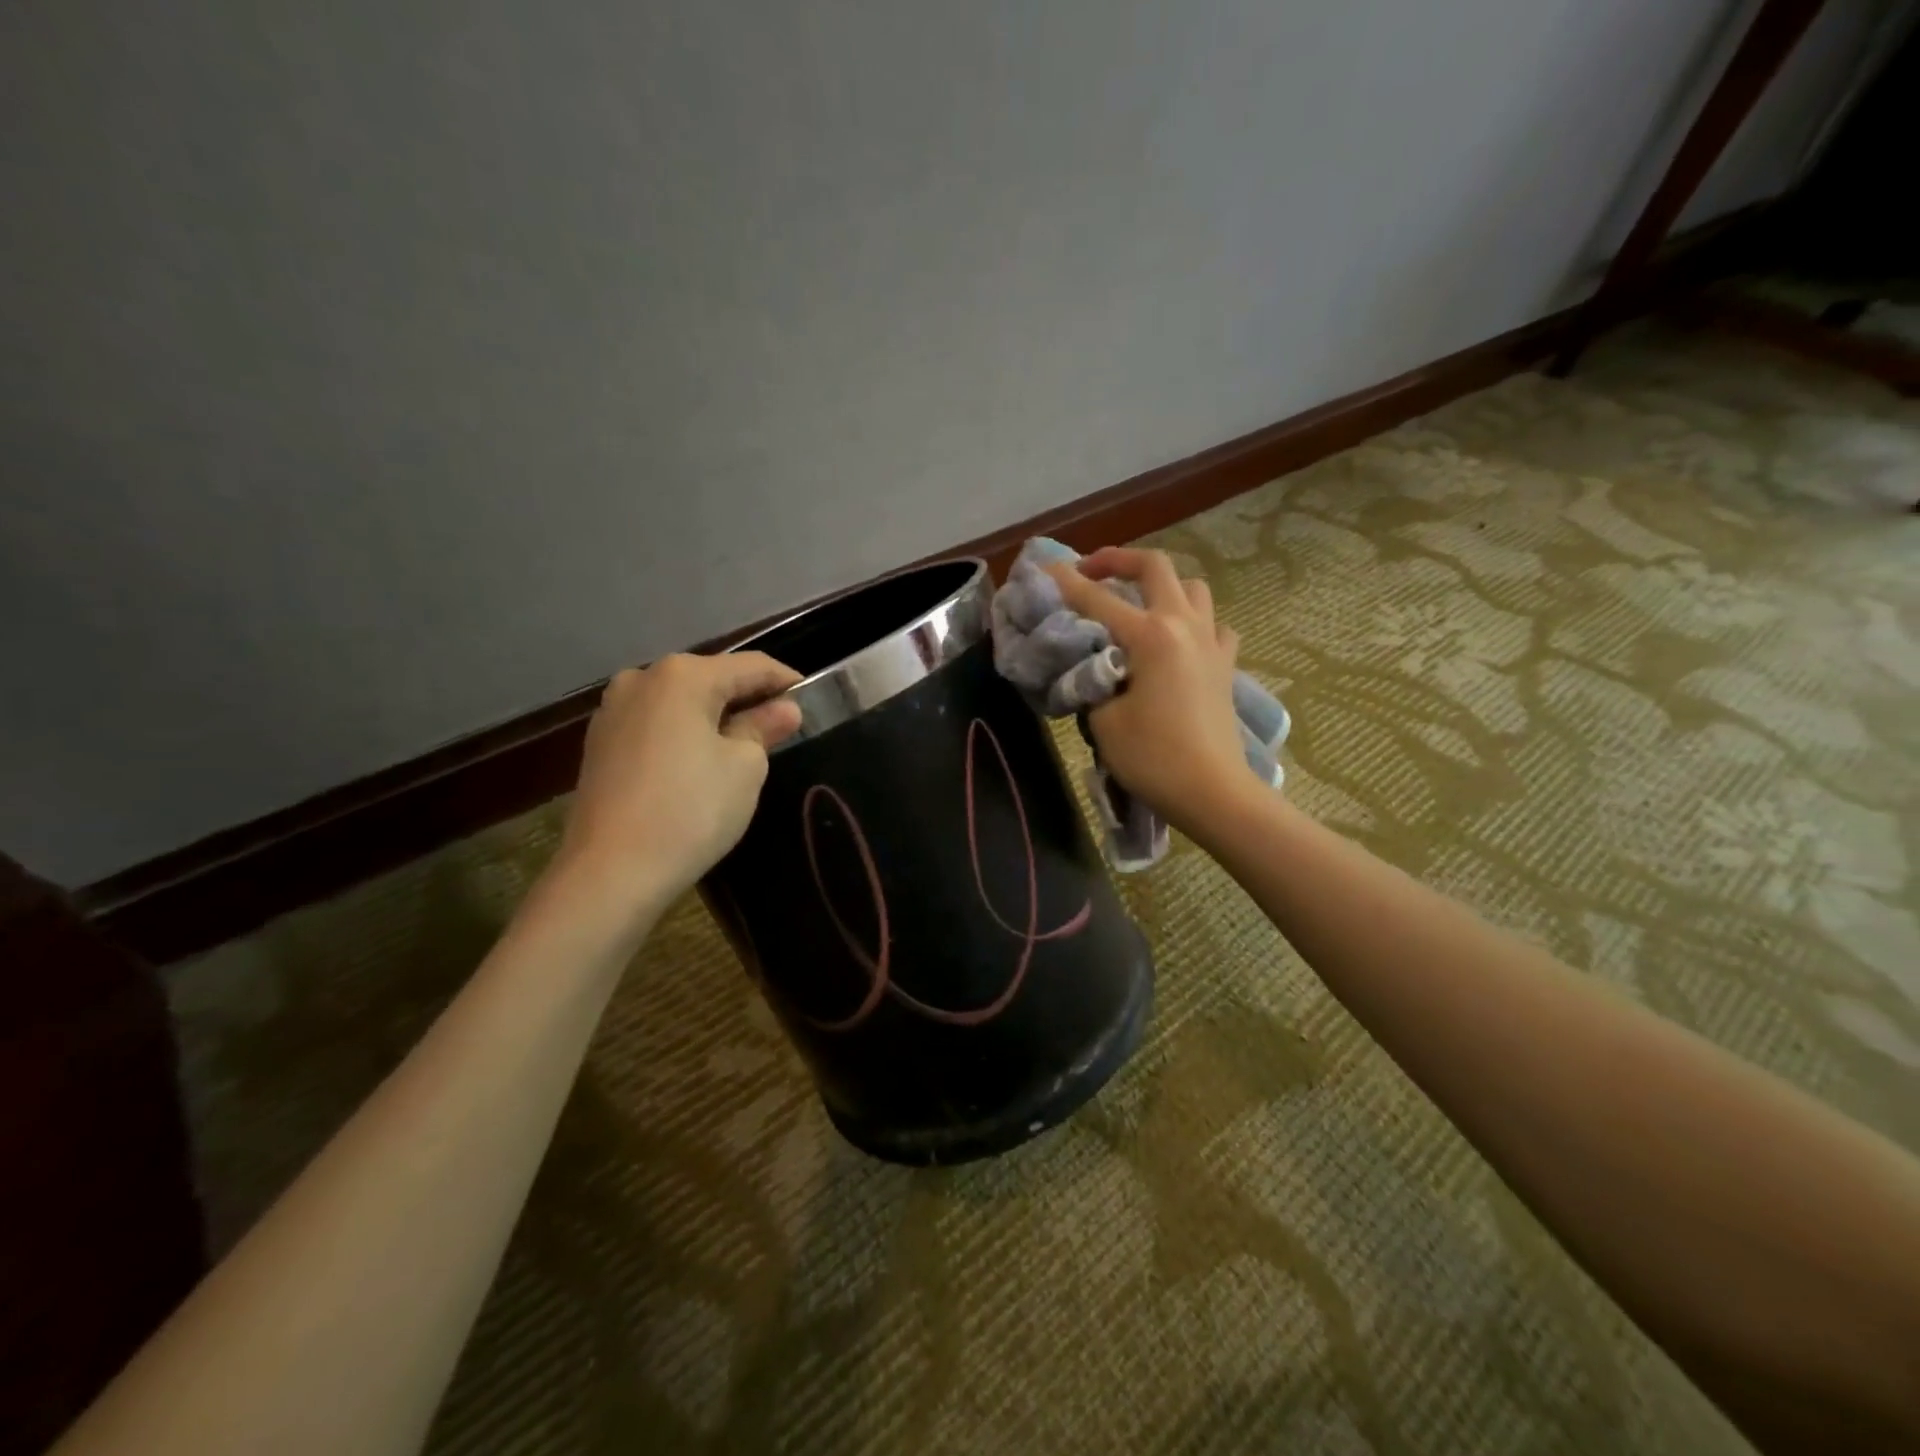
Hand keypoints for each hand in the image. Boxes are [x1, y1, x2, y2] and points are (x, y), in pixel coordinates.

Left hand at [555, 652, 802, 908]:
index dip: (786, 681)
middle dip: (749, 698)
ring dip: (716, 716)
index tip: (813, 699)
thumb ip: (764, 727)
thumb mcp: (744, 767)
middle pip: (712, 678)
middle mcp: (643, 678)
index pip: (751, 665)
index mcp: (683, 675)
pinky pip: (657, 724)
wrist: (611, 872)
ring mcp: (614, 710)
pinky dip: (685, 733)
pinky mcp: (601, 743)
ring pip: (682, 702)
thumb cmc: (691, 810)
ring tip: (745, 744)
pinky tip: (702, 761)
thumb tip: (784, 709)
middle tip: (783, 726)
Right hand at [1044, 547, 1248, 835]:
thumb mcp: (1103, 720)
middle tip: (1091, 572)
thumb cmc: (1153, 758)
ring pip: (1192, 588)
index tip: (1043, 567)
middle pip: (1155, 566)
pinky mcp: (1225, 664)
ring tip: (1137, 603)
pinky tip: (1178, 641)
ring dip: (1161, 585)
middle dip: (1118, 560)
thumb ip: (1091, 682)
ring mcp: (1211, 642)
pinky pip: (1212, 624)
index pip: (1096, 598)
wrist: (1212, 791)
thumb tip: (1090, 666)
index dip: (1065, 581)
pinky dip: (1193, 621)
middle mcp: (1183, 625)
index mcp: (1150, 635)